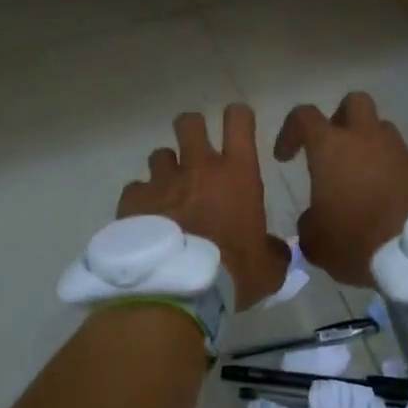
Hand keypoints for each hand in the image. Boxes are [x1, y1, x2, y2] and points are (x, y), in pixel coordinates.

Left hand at [118, 105, 290, 309]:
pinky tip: (146, 220)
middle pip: (190, 123)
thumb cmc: (232, 272)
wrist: (177, 290)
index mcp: (237, 173)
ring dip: (167, 170)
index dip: (238, 116)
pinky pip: (136, 189)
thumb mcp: (268, 267)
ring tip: (170, 193)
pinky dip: (142, 200)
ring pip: (160, 155)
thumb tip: (274, 249)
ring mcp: (162, 181)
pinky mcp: (133, 200)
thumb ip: (274, 250)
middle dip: (193, 130)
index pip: (238, 120)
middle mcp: (198, 167)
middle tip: (196, 151)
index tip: (238, 126)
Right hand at [273, 91, 407, 287]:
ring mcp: (401, 151)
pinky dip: (391, 173)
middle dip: (340, 118)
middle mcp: (367, 138)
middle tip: (332, 148)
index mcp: (332, 147)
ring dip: (369, 147)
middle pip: (354, 103)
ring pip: (382, 131)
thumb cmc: (356, 238)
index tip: (285, 157)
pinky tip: (386, 201)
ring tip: (361, 180)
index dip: (290, 131)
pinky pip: (402, 161)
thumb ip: (309, 224)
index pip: (304, 116)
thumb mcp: (316, 242)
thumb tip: (314, 219)